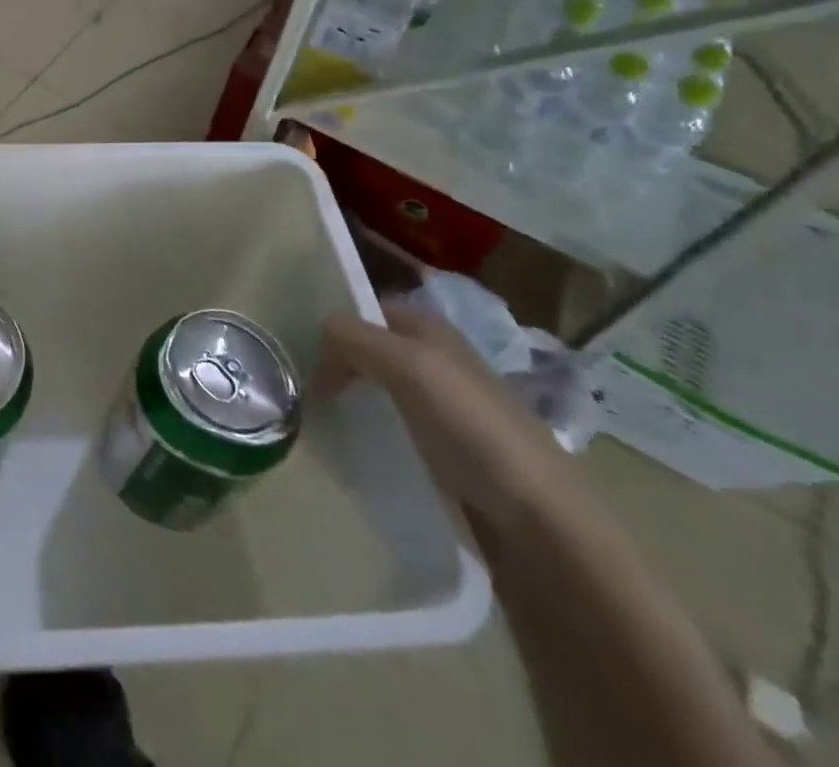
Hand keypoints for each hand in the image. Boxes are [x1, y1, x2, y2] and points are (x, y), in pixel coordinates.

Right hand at [316, 302, 579, 541]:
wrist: (542, 527)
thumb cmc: (474, 429)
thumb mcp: (409, 365)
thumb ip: (353, 338)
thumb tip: (316, 344)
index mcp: (431, 331)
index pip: (366, 310)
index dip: (333, 325)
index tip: (296, 353)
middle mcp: (436, 362)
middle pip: (369, 351)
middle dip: (334, 364)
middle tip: (296, 388)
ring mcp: (442, 412)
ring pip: (376, 393)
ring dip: (347, 402)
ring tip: (313, 421)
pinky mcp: (444, 457)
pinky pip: (390, 433)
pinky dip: (366, 436)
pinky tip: (348, 451)